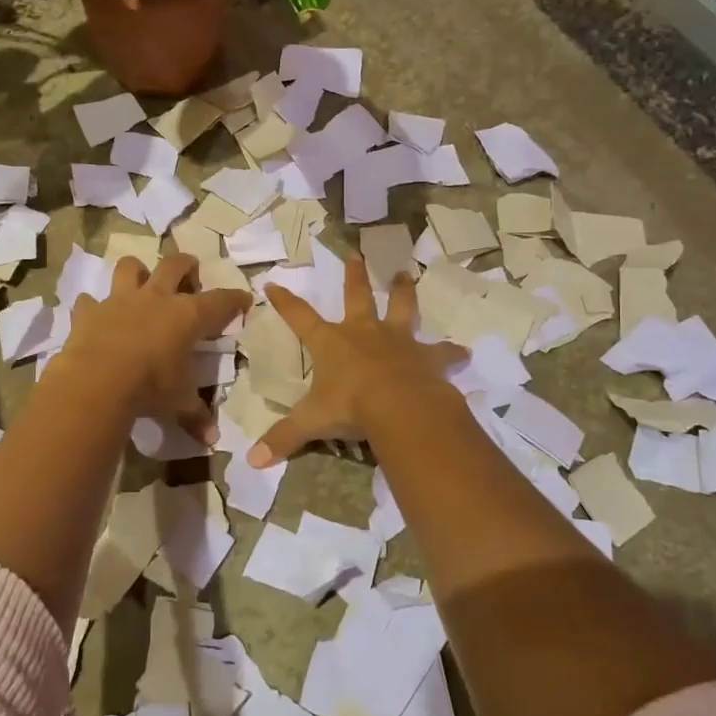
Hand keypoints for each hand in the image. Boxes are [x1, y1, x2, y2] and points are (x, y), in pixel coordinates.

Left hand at [56, 253, 252, 442]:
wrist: (97, 381)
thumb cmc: (149, 387)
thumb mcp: (178, 403)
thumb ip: (195, 415)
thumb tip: (212, 439)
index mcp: (187, 316)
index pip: (220, 301)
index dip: (234, 299)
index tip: (243, 299)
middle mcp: (156, 298)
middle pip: (175, 265)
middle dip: (186, 265)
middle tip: (190, 273)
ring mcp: (120, 300)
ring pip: (130, 267)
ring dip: (137, 272)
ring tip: (141, 283)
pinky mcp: (89, 311)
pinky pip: (89, 301)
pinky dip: (92, 306)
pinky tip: (96, 315)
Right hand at [249, 256, 465, 465]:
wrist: (400, 407)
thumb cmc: (350, 407)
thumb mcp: (312, 423)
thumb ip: (284, 438)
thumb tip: (252, 461)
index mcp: (331, 343)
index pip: (299, 317)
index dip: (285, 302)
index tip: (272, 284)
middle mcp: (364, 333)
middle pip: (357, 296)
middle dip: (354, 276)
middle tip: (356, 255)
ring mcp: (398, 341)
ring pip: (402, 308)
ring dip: (403, 291)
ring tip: (406, 275)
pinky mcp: (427, 357)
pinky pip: (442, 353)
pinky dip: (451, 354)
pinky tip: (463, 354)